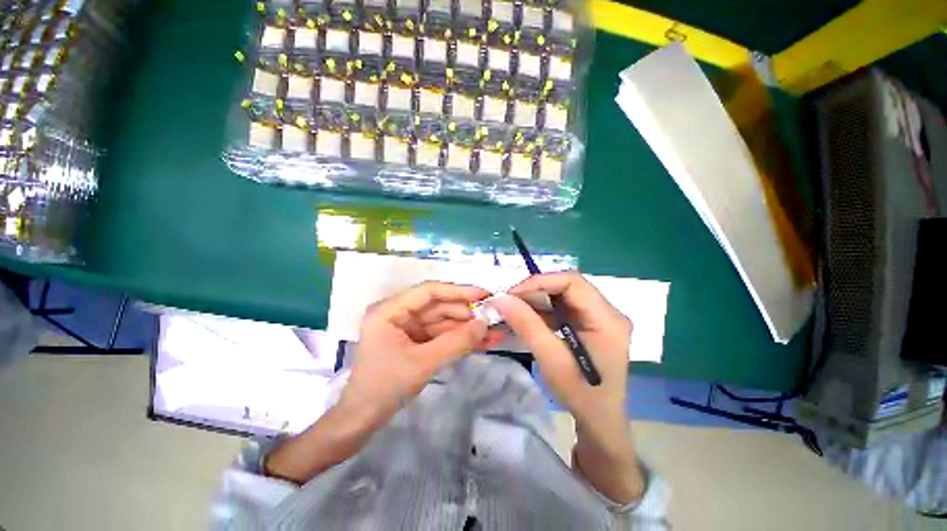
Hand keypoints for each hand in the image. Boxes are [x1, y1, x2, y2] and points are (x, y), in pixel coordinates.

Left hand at [265, 281, 503, 484]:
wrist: (362, 420)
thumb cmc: (385, 387)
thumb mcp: (423, 363)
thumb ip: (455, 342)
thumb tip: (485, 324)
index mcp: (390, 310)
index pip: (429, 291)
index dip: (458, 291)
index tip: (484, 295)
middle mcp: (399, 313)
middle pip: (439, 306)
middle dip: (467, 314)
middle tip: (494, 317)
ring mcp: (408, 328)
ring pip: (443, 322)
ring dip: (467, 328)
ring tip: (495, 333)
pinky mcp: (416, 341)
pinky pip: (441, 335)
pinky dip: (459, 339)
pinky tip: (482, 342)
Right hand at [492, 272, 643, 502]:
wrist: (600, 421)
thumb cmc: (581, 395)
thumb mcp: (551, 360)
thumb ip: (527, 326)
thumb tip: (501, 299)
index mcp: (608, 319)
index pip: (573, 282)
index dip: (540, 282)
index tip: (513, 294)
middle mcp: (608, 311)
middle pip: (568, 286)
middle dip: (536, 290)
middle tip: (509, 300)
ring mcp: (599, 316)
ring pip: (563, 294)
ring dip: (537, 298)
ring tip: (514, 307)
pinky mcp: (590, 323)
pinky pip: (563, 306)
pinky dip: (542, 309)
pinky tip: (526, 317)